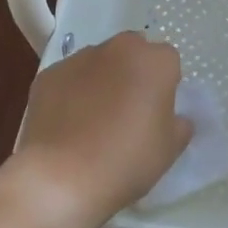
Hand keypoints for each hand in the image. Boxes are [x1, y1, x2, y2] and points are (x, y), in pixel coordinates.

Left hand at [5, 32, 191, 227]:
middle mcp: (118, 48)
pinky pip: (70, 80)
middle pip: (133, 53)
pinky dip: (72, 94)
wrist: (59, 178)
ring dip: (102, 81)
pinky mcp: (48, 75)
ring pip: (99, 63)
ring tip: (93, 122)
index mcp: (155, 61)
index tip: (157, 113)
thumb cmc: (126, 161)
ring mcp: (79, 59)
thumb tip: (175, 117)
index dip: (165, 86)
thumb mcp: (170, 150)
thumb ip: (179, 124)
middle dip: (133, 73)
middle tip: (129, 112)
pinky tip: (67, 126)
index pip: (168, 62)